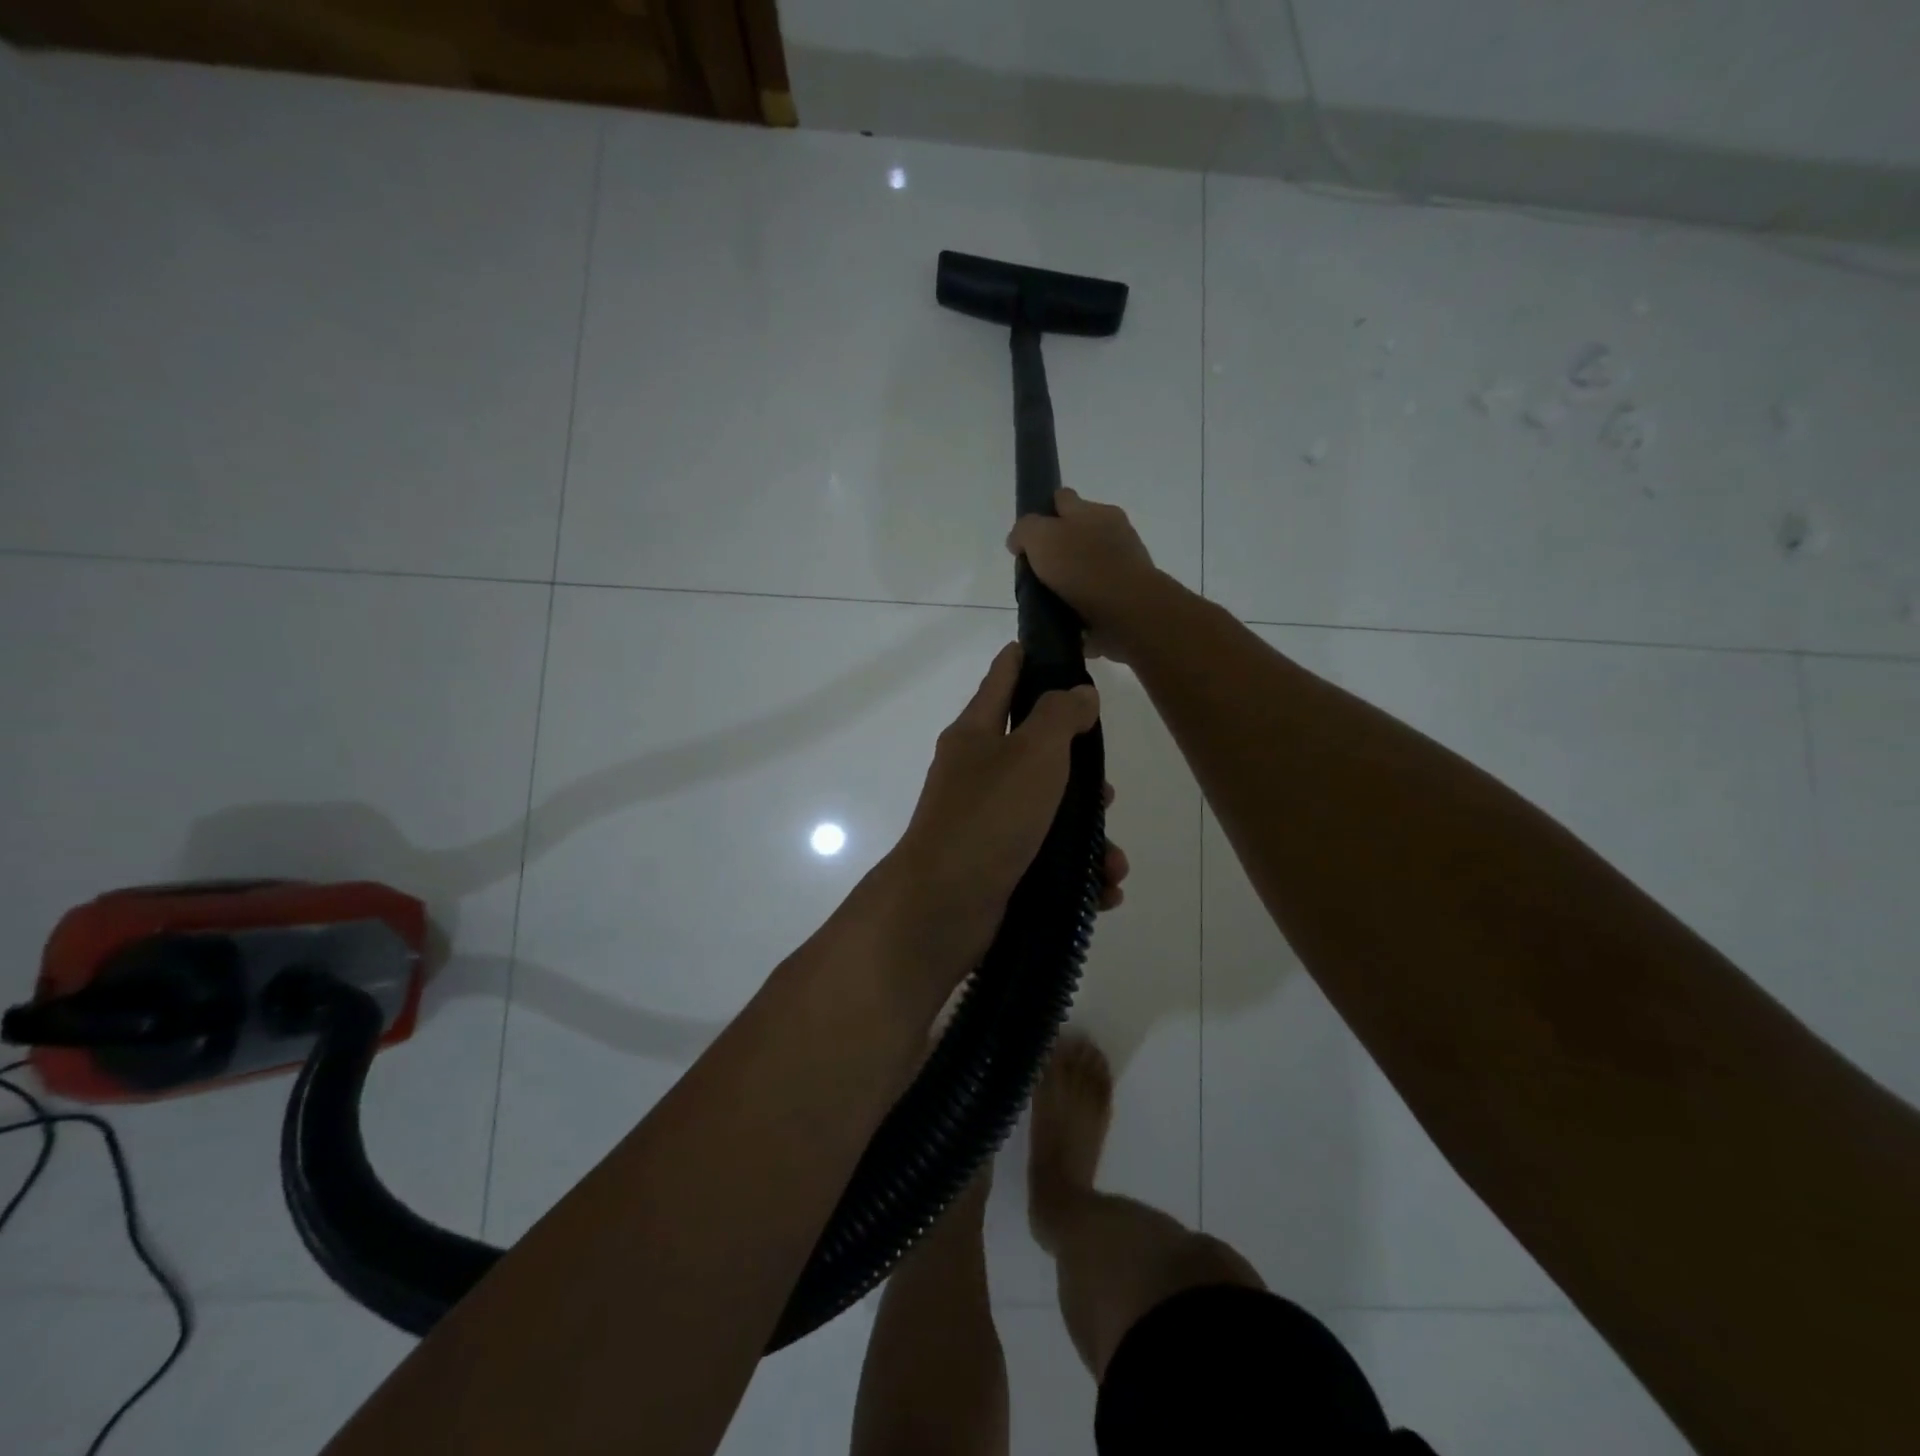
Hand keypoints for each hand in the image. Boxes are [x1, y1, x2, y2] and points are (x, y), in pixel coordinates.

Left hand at [878, 643, 1127, 994]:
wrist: (942, 908)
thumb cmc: (989, 817)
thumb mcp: (1032, 753)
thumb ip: (1059, 716)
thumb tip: (1079, 692)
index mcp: (975, 735)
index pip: (1002, 680)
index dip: (1026, 659)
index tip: (1052, 645)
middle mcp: (977, 775)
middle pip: (1036, 755)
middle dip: (1079, 772)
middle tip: (1106, 790)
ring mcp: (985, 824)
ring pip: (1049, 815)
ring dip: (1088, 836)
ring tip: (1113, 861)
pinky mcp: (997, 868)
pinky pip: (1047, 861)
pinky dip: (1076, 874)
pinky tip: (1102, 890)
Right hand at [1006, 488, 1164, 657]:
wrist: (1128, 612)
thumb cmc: (1083, 567)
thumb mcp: (1041, 537)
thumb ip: (1025, 531)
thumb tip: (1018, 541)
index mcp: (1094, 511)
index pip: (1063, 498)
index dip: (1043, 511)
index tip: (1028, 536)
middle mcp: (1113, 531)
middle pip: (1077, 532)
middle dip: (1059, 548)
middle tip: (1037, 572)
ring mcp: (1124, 563)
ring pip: (1088, 564)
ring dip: (1072, 578)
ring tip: (1050, 599)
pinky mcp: (1128, 594)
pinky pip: (1098, 594)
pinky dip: (1085, 603)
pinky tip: (1069, 616)